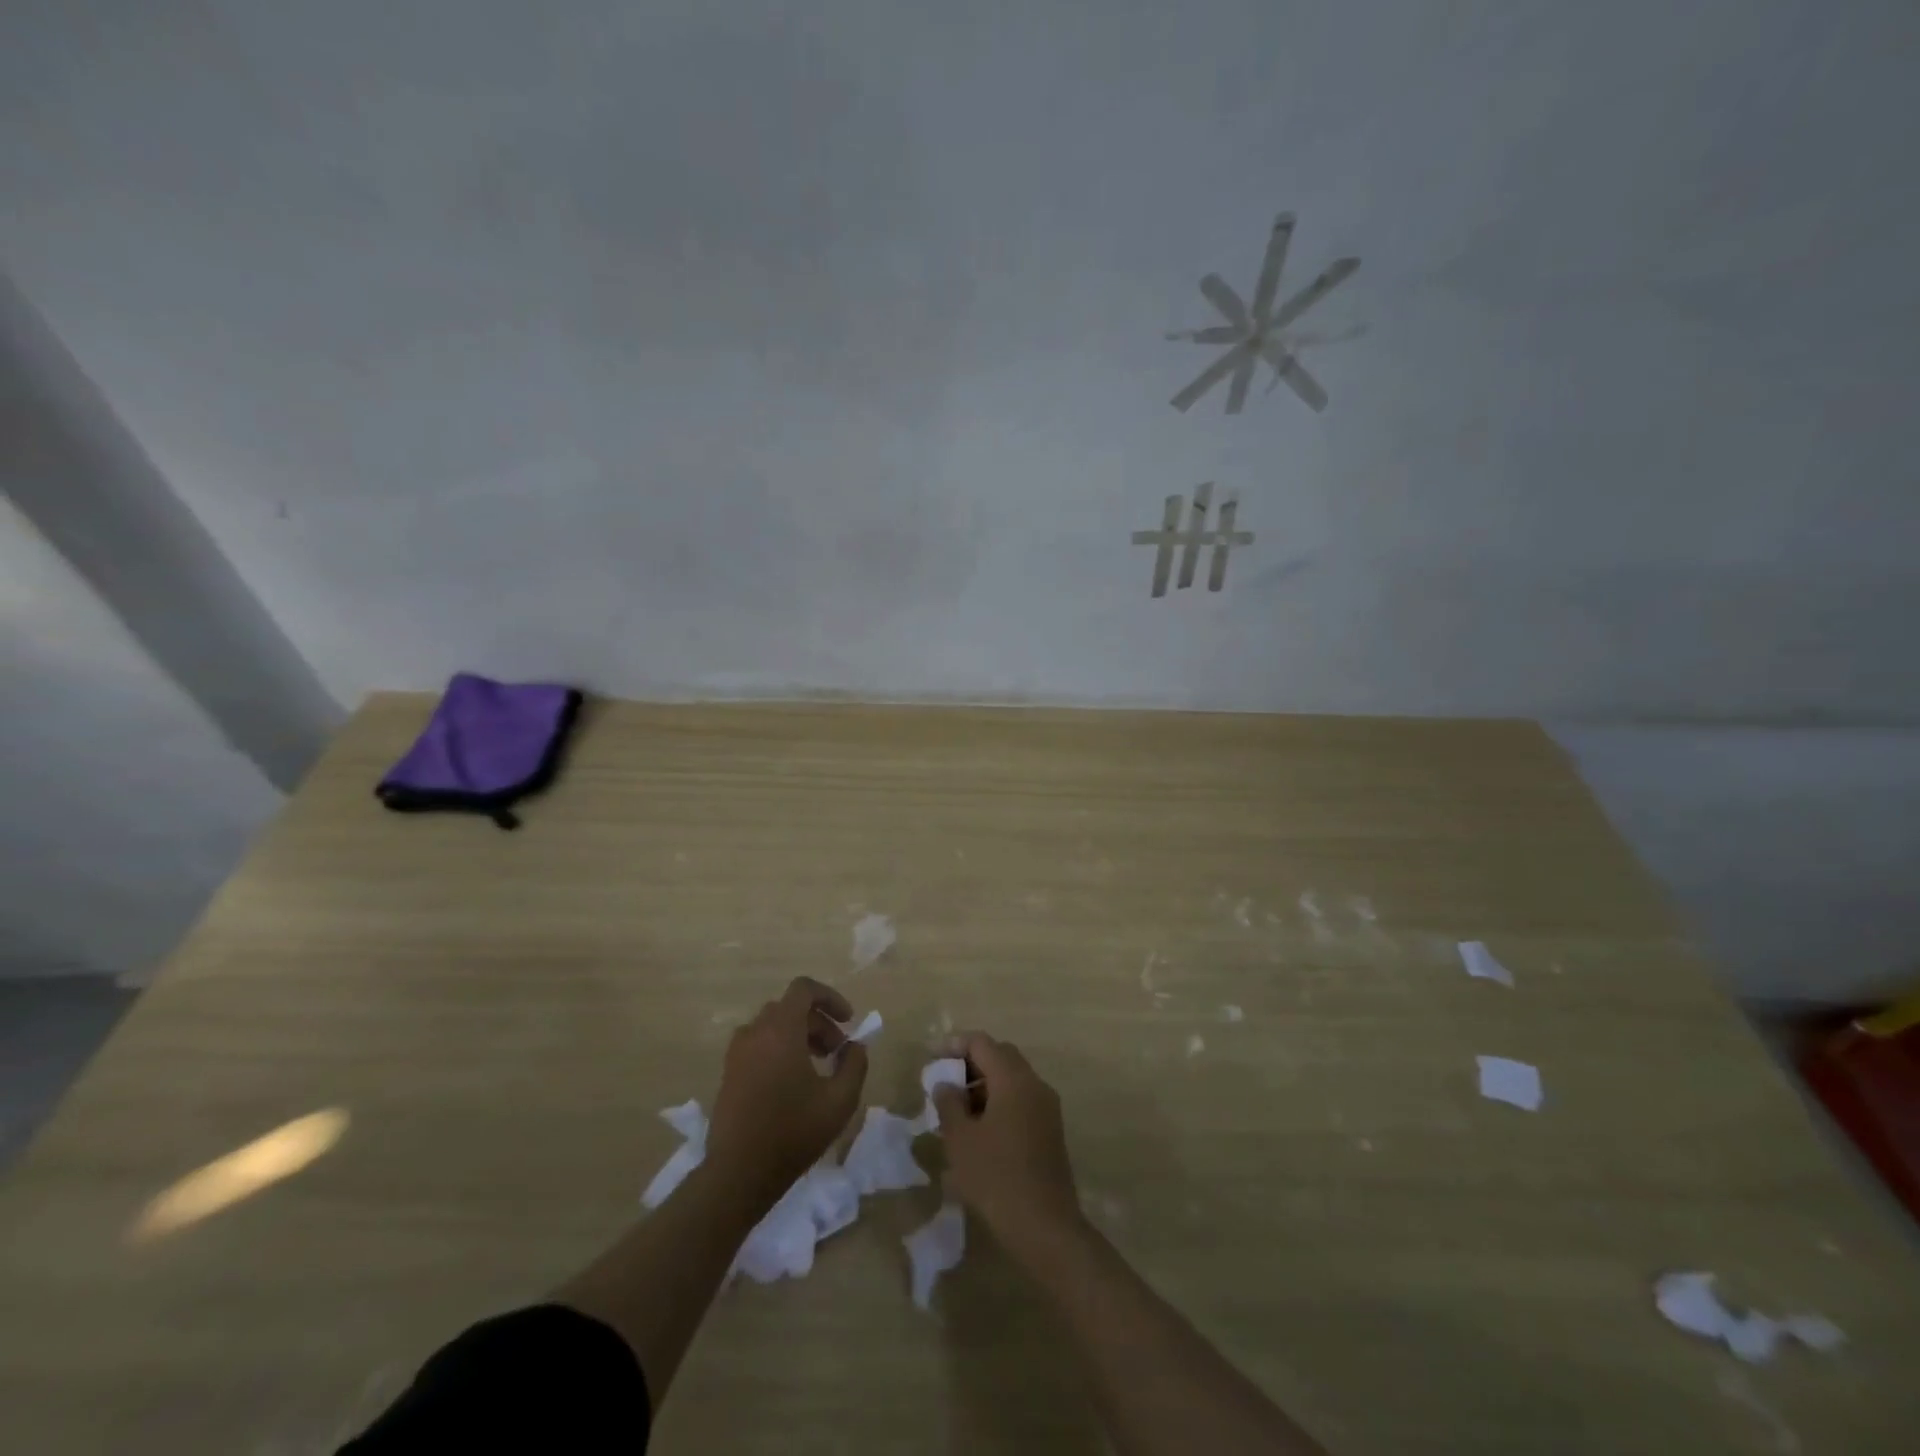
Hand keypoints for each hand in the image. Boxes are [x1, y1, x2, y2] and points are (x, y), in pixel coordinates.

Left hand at [708, 977, 867, 1206]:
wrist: (737, 1174)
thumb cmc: (793, 1132)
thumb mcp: (840, 1100)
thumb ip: (854, 1064)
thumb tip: (854, 1046)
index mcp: (780, 1030)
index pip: (804, 989)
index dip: (830, 997)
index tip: (848, 1021)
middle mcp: (754, 1032)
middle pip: (790, 1008)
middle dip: (819, 1023)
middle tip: (838, 1052)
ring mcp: (737, 1053)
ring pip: (773, 1027)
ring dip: (799, 1036)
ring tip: (818, 1067)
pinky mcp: (729, 1073)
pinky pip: (758, 1045)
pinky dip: (779, 1049)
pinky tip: (793, 1083)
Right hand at [932, 1032, 1085, 1261]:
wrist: (1045, 1227)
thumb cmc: (996, 1178)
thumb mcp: (960, 1140)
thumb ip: (949, 1104)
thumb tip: (946, 1084)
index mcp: (1013, 1079)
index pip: (981, 1043)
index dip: (953, 1045)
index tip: (931, 1058)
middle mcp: (1034, 1083)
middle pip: (1000, 1055)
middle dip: (970, 1063)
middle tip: (944, 1081)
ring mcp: (1047, 1106)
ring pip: (1012, 1078)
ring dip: (984, 1084)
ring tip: (956, 1109)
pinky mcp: (1050, 1129)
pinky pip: (1021, 1099)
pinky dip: (999, 1101)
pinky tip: (979, 1129)